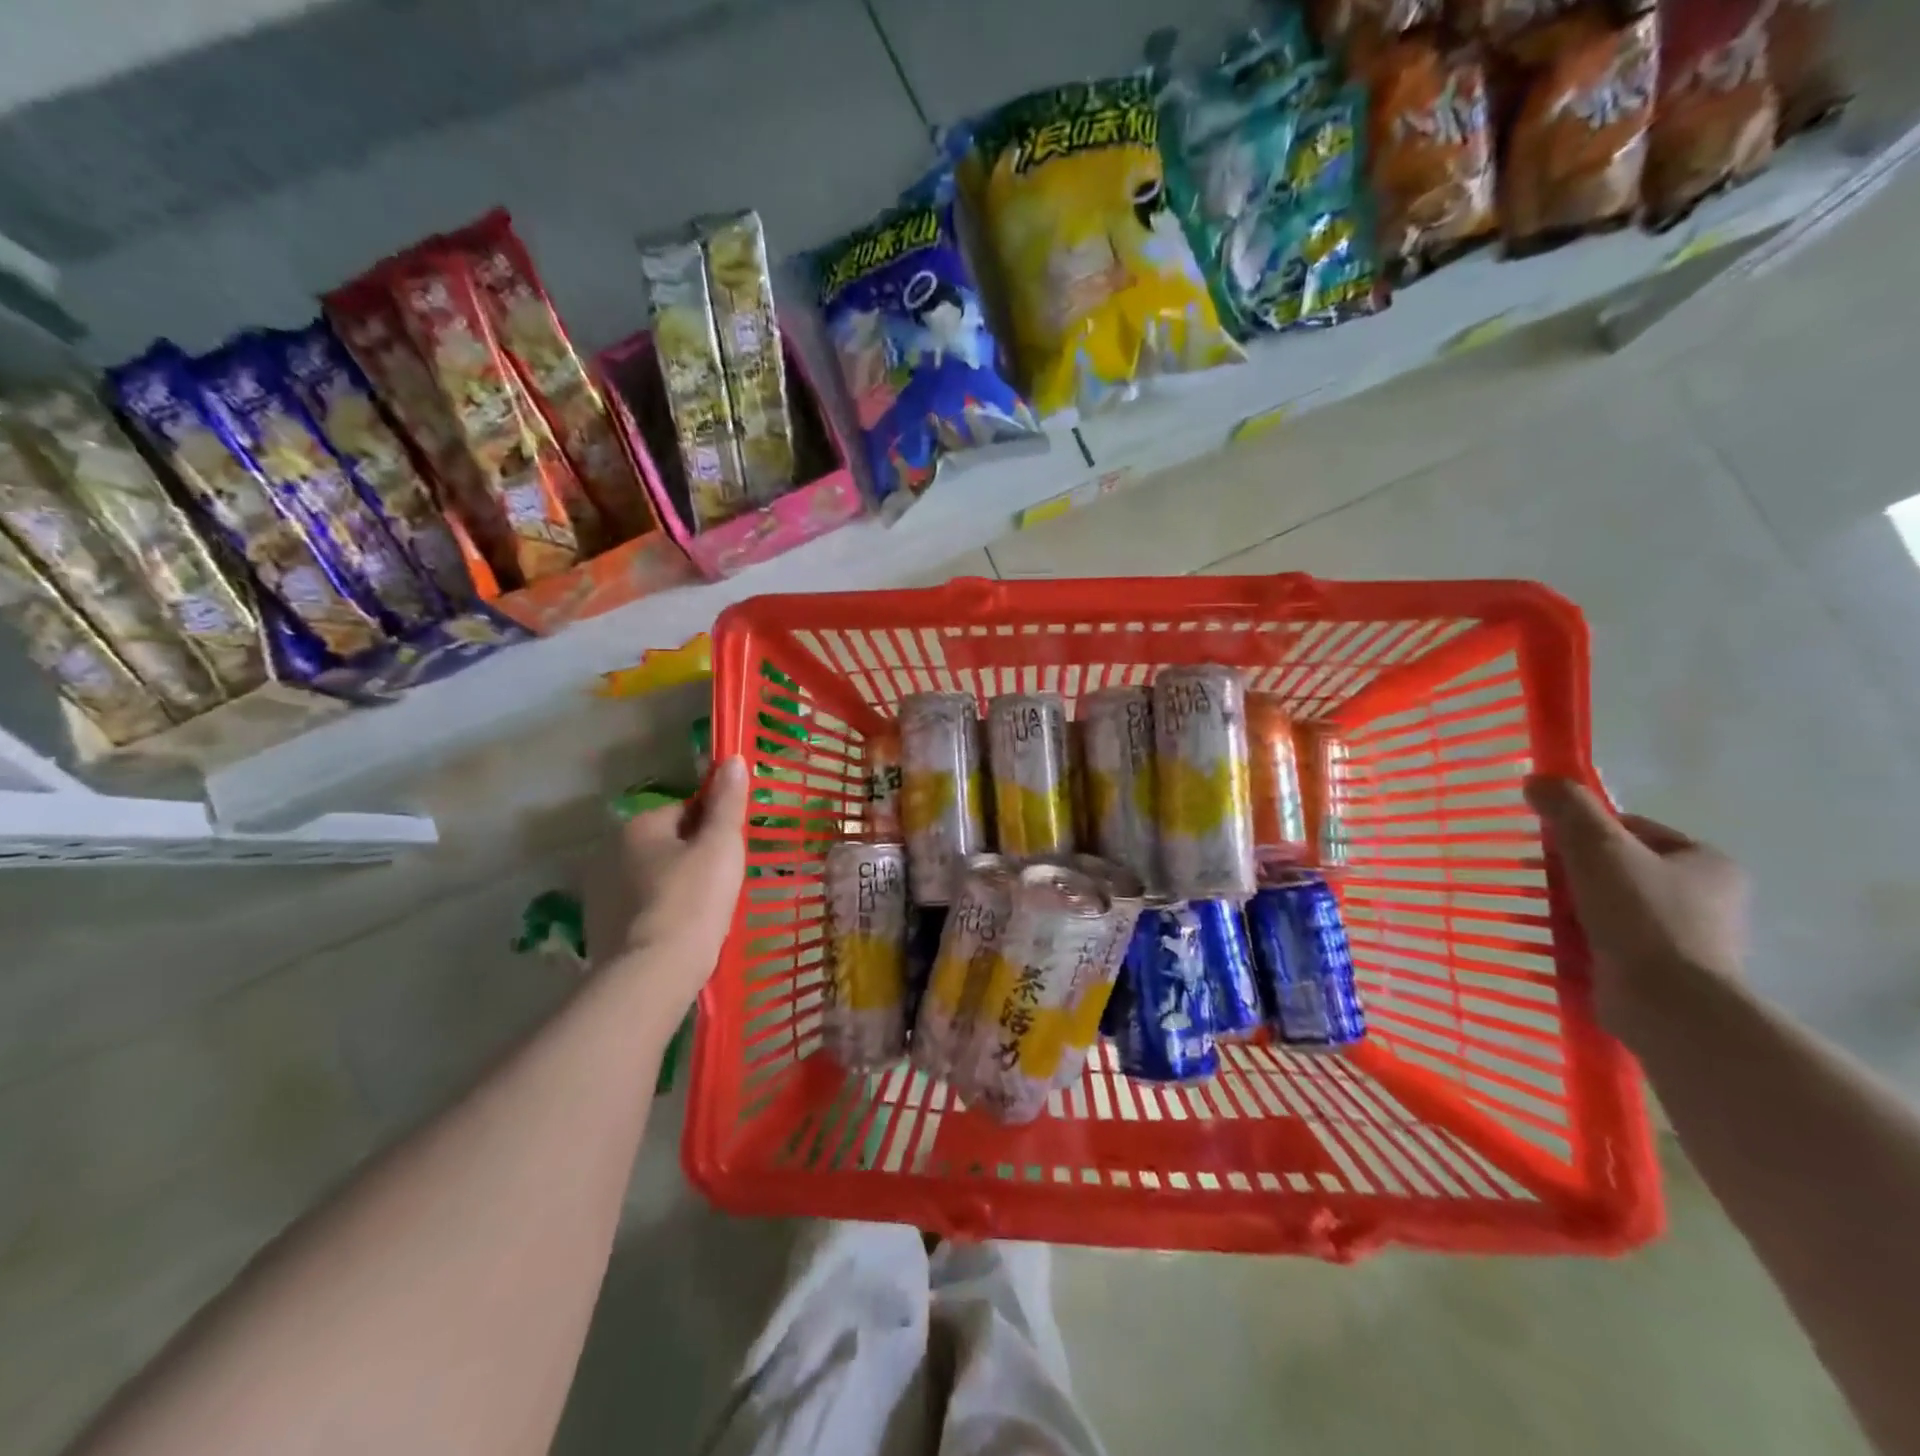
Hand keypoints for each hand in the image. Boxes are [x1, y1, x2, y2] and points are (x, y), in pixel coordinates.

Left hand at [586, 756, 748, 1014]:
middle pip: (667, 844)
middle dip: (693, 858)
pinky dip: (661, 914)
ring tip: (705, 914)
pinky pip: (641, 909)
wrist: (653, 974)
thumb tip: (732, 759)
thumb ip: (727, 802)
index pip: (685, 811)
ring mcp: (600, 893)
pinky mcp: (600, 929)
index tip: (731, 854)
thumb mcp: (720, 845)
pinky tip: (681, 935)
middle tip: (722, 885)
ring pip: (654, 877)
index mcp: (638, 826)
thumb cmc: (693, 901)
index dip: (713, 829)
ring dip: (676, 886)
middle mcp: (610, 852)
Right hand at [1524, 776, 1747, 1042]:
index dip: (1585, 831)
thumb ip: (1568, 808)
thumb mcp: (1598, 847)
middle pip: (1618, 869)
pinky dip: (1576, 941)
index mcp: (1706, 863)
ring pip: (1609, 907)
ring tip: (1529, 913)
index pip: (1633, 830)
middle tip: (1532, 879)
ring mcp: (1686, 940)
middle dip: (1570, 873)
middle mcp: (1706, 900)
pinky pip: (1607, 943)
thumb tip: (1537, 780)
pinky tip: (1545, 945)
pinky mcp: (1662, 973)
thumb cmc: (1642, 916)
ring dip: (1568, 908)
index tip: (1547, 844)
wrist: (1669, 1005)